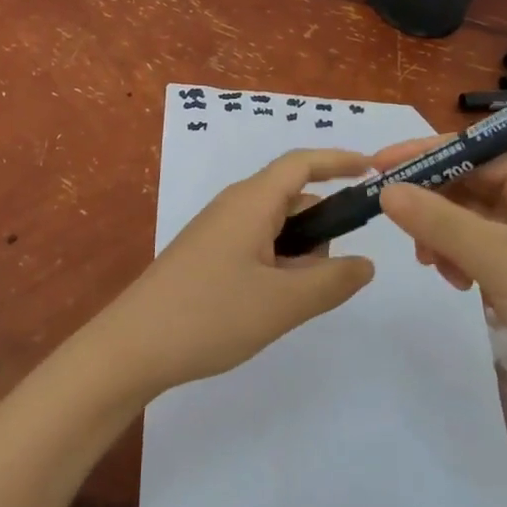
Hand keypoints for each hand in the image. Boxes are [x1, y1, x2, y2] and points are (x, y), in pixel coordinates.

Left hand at [88, 149, 377, 397]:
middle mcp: (234, 205)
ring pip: (275, 226)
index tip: (374, 170)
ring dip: (298, 253)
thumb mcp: (282, 303)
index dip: (339, 160)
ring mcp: (217, 230)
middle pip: (292, 198)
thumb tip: (365, 263)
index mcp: (251, 201)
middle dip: (321, 227)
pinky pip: (256, 244)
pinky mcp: (207, 254)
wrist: (132, 346)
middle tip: (327, 276)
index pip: (302, 163)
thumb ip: (332, 281)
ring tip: (292, 301)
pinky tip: (271, 304)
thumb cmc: (210, 315)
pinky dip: (277, 264)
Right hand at [370, 139, 506, 426]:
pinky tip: (457, 282)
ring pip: (473, 219)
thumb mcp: (497, 257)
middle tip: (398, 225)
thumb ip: (437, 220)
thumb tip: (385, 189)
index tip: (377, 166)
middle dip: (434, 204)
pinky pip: (483, 249)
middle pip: (472, 184)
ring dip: (445, 236)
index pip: (475, 150)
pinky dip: (462, 259)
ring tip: (431, 263)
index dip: (425, 156)